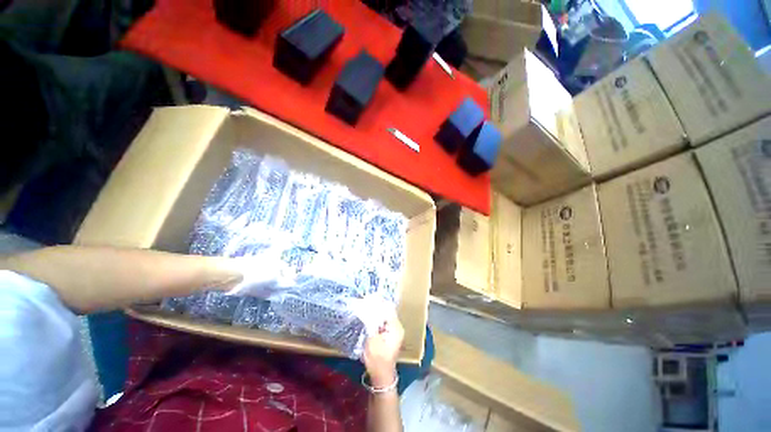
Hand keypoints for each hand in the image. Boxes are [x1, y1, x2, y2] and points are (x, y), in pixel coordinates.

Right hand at [363, 308, 403, 387]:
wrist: (381, 377)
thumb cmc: (377, 361)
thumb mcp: (372, 341)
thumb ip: (370, 323)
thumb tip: (366, 307)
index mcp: (396, 328)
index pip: (387, 309)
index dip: (377, 302)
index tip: (367, 298)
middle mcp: (397, 326)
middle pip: (387, 310)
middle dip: (376, 305)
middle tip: (364, 301)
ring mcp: (393, 330)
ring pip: (384, 314)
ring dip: (375, 310)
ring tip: (364, 305)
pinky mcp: (388, 333)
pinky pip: (382, 320)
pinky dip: (375, 317)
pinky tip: (367, 315)